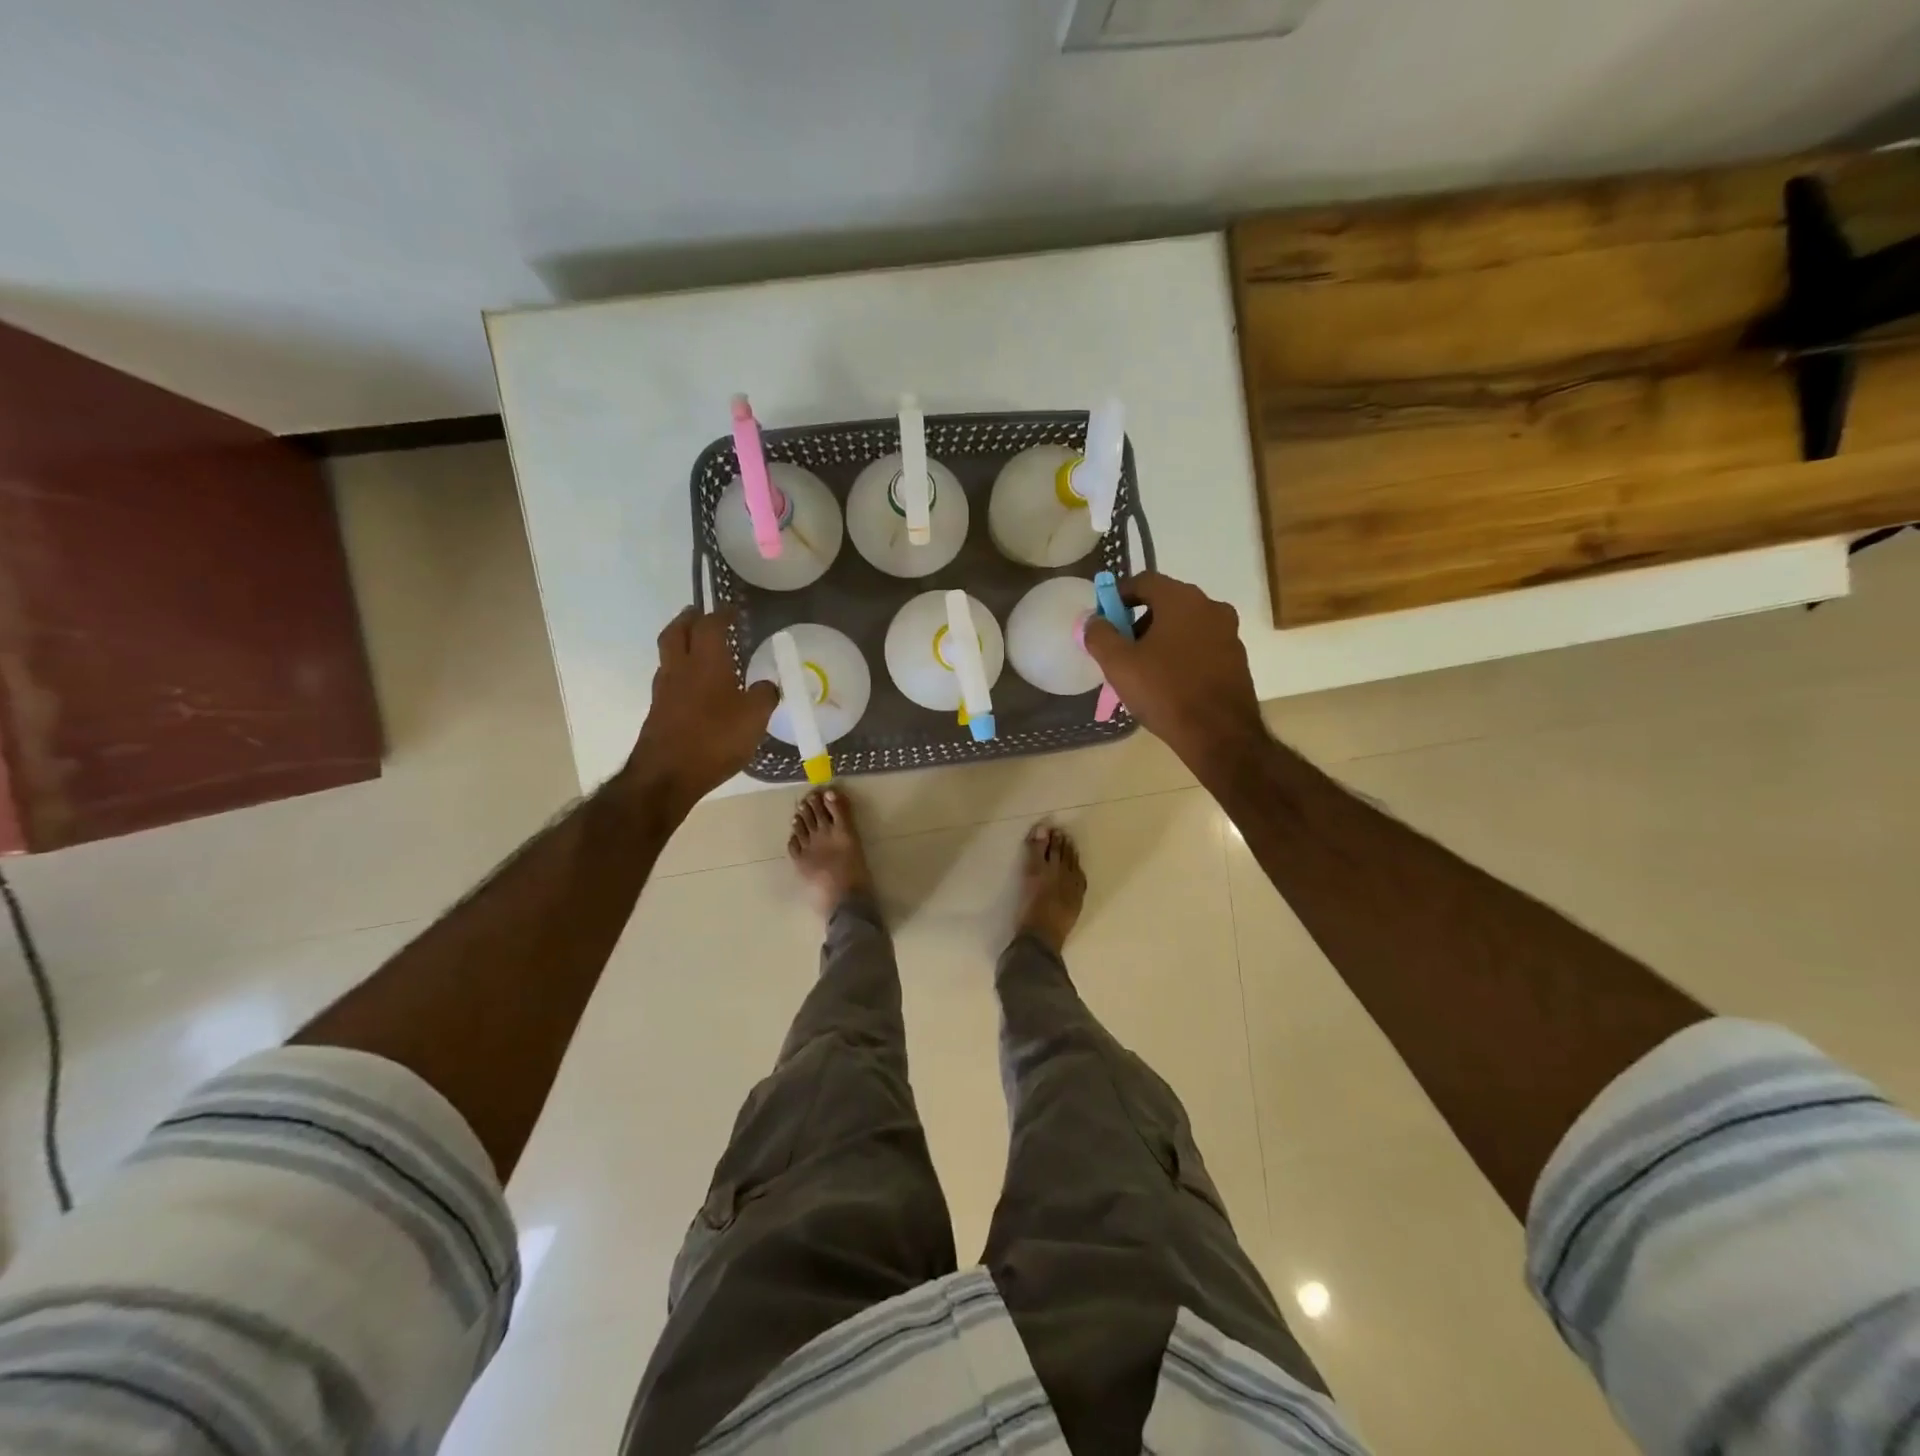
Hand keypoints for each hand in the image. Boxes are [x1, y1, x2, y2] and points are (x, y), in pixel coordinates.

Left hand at [624, 606, 777, 814]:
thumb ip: (764, 696)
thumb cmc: (715, 739)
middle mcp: (680, 668)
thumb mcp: (754, 718)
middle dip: (688, 619)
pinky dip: (680, 671)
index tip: (732, 610)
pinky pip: (669, 679)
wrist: (667, 775)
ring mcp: (664, 690)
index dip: (721, 614)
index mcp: (706, 662)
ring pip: (668, 654)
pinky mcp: (658, 711)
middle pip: (676, 632)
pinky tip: (694, 685)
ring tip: (697, 647)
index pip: (710, 625)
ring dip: (680, 643)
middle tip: (699, 614)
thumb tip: (767, 685)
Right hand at [1082, 572, 1269, 783]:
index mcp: (1182, 599)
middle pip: (1165, 603)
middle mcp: (1210, 607)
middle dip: (1138, 621)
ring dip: (1160, 639)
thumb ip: (1099, 635)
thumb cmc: (1165, 691)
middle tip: (1120, 649)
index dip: (1118, 596)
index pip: (1144, 581)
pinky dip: (1181, 654)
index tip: (1104, 619)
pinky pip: (1200, 646)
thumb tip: (1093, 620)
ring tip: (1142, 670)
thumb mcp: (1118, 664)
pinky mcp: (1236, 658)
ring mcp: (1228, 632)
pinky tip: (1168, 683)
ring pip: (1184, 625)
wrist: (1219, 734)